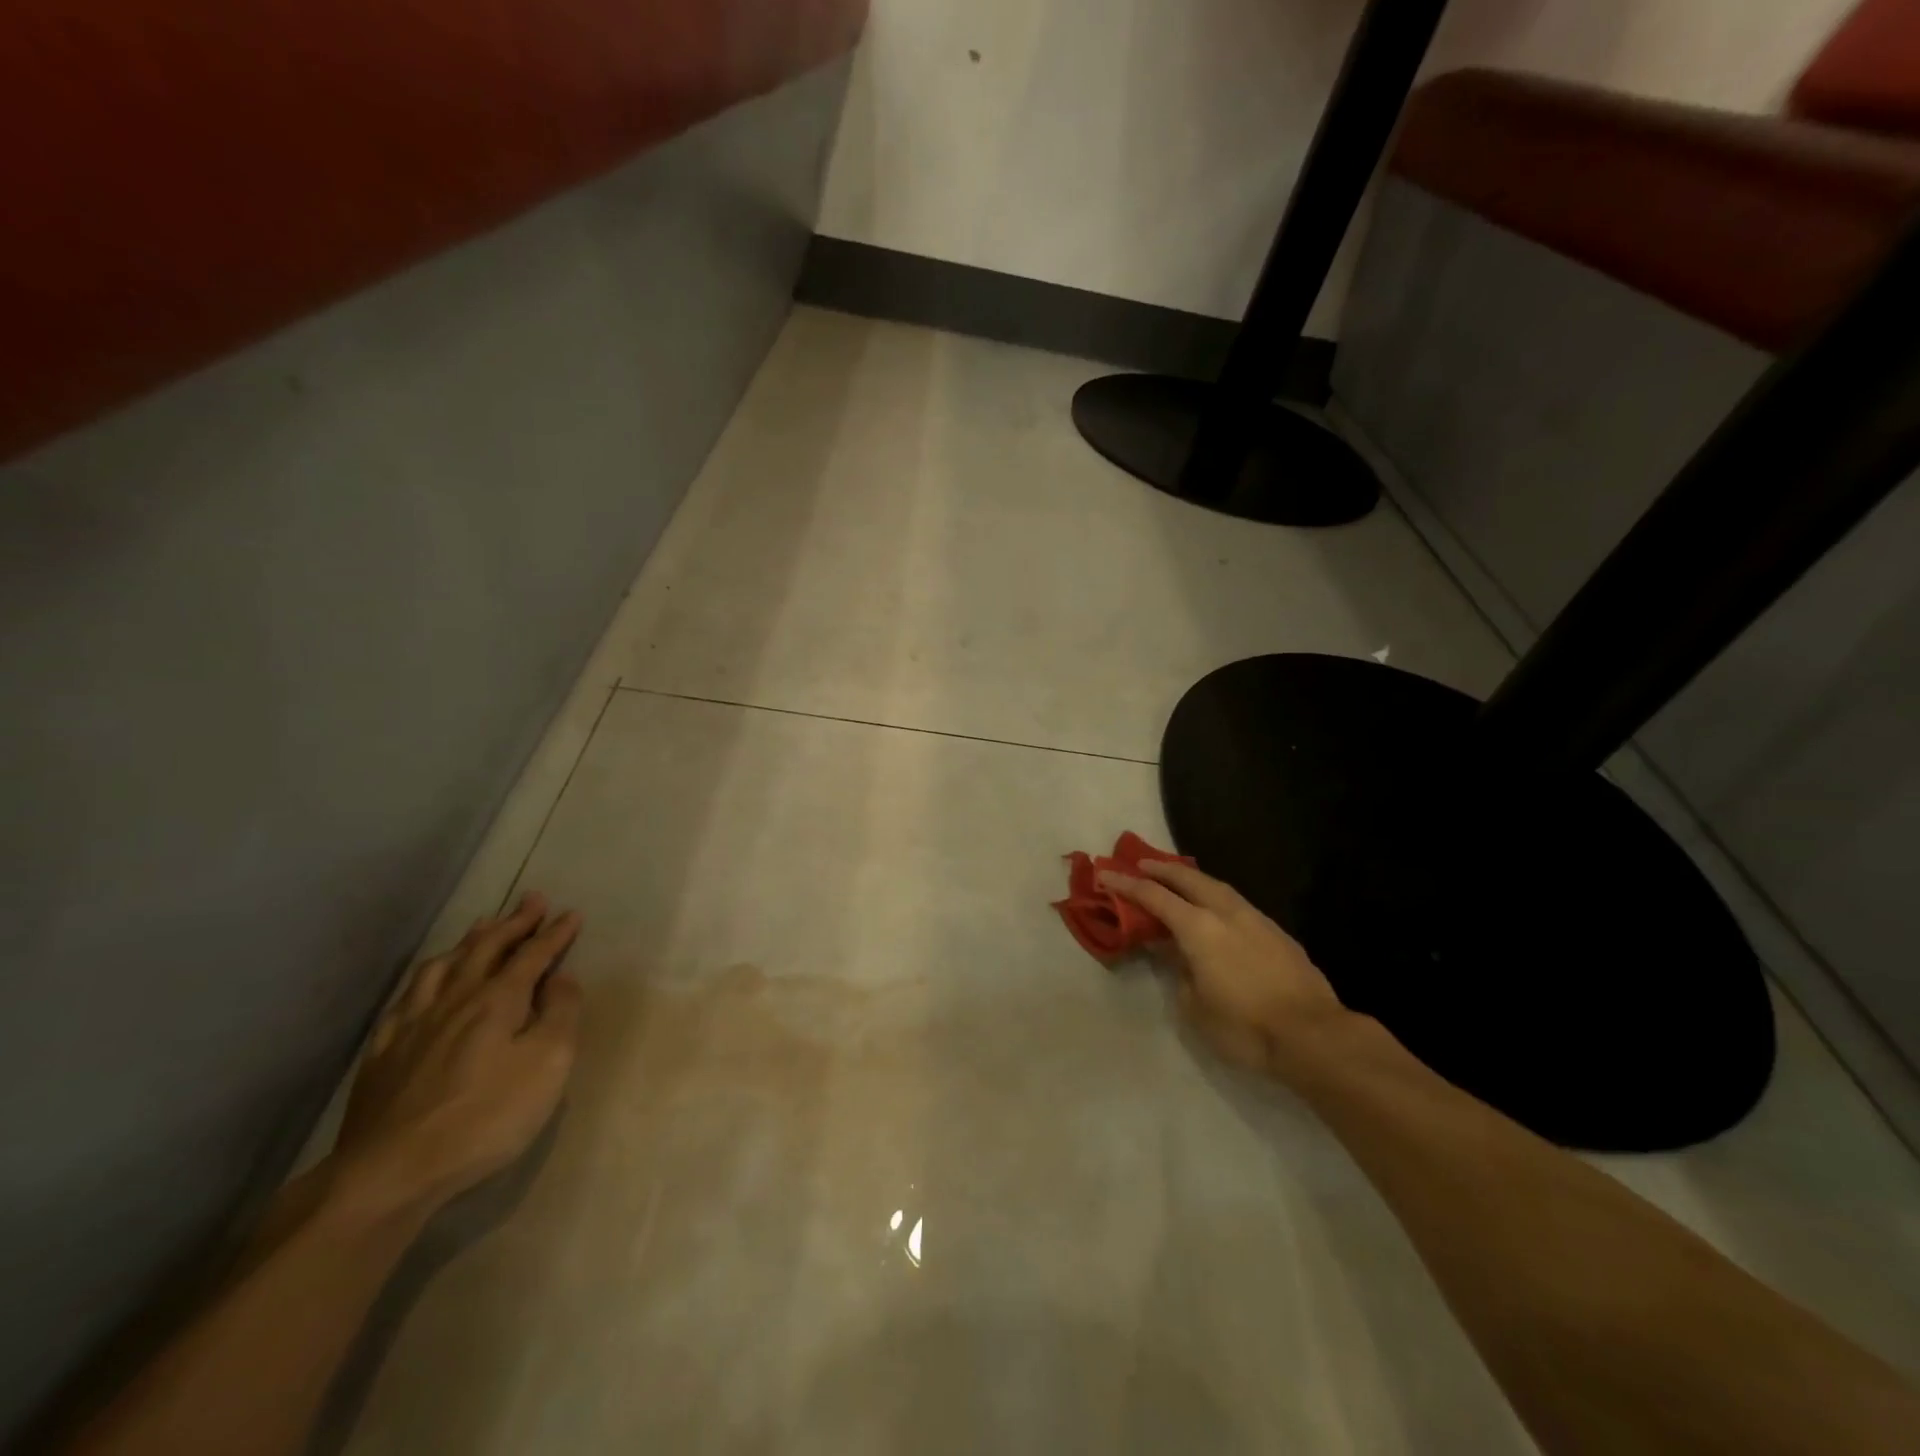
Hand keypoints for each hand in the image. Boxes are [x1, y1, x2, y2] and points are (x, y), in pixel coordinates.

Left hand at [328, 892, 584, 1219]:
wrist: (390, 1172)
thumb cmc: (485, 1117)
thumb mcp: (548, 1065)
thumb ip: (561, 1015)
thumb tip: (563, 978)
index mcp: (497, 1000)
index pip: (532, 955)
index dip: (554, 933)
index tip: (571, 913)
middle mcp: (455, 1000)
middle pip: (486, 949)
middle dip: (513, 922)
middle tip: (532, 899)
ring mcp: (413, 1024)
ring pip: (442, 966)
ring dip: (469, 941)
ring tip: (482, 926)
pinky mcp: (383, 1053)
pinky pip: (406, 998)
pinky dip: (425, 978)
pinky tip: (427, 982)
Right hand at [1097, 859, 1347, 1076]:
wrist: (1314, 1036)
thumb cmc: (1244, 1026)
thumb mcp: (1194, 1007)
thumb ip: (1178, 972)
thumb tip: (1175, 953)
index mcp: (1199, 928)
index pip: (1154, 897)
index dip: (1126, 884)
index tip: (1105, 873)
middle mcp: (1226, 913)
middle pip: (1188, 878)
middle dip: (1162, 868)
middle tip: (1140, 863)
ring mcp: (1256, 920)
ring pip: (1218, 886)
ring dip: (1192, 878)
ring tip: (1178, 879)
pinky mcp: (1277, 933)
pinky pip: (1237, 903)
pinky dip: (1216, 897)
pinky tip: (1216, 909)